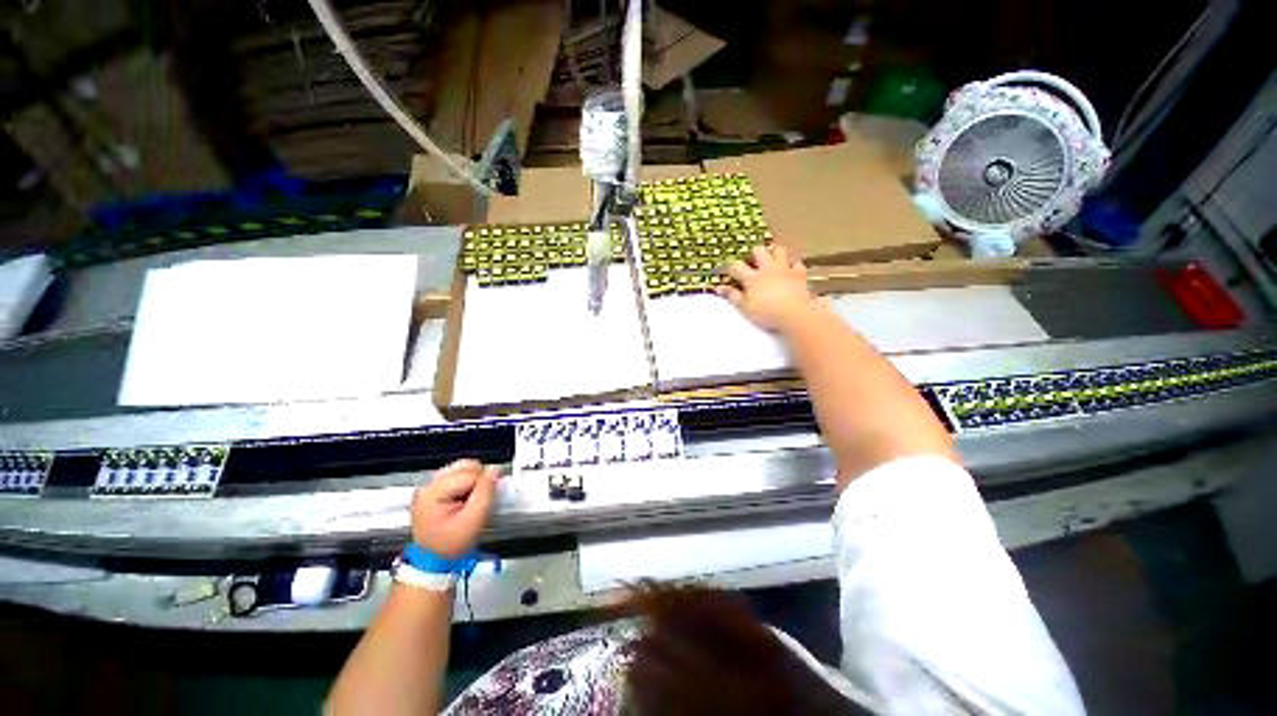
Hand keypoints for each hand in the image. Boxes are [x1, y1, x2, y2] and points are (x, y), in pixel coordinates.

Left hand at [411, 460, 499, 556]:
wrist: (433, 563)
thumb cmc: (450, 548)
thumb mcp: (473, 522)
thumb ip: (485, 495)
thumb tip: (494, 473)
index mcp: (434, 491)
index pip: (468, 472)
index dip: (485, 483)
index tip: (493, 497)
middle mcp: (427, 486)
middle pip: (461, 467)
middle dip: (477, 482)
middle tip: (481, 504)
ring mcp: (426, 490)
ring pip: (457, 473)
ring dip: (470, 486)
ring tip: (471, 508)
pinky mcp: (429, 496)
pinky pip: (451, 483)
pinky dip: (462, 491)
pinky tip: (463, 507)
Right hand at [717, 244, 814, 331]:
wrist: (796, 314)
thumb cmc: (768, 314)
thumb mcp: (745, 308)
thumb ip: (733, 296)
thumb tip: (719, 287)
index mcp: (752, 277)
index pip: (735, 266)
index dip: (727, 267)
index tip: (722, 271)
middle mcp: (768, 268)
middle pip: (758, 251)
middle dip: (753, 254)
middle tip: (751, 263)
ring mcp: (785, 269)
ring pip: (778, 251)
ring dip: (774, 254)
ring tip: (771, 261)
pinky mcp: (800, 275)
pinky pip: (797, 264)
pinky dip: (793, 265)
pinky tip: (791, 270)